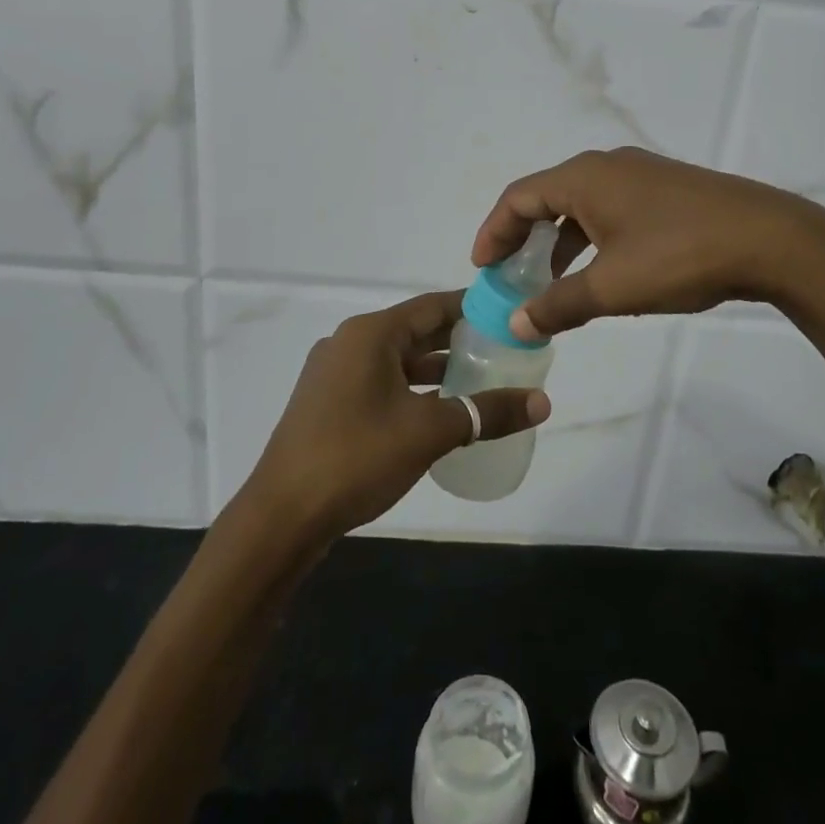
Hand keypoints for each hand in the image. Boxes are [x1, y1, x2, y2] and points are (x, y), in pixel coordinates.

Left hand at [246, 291, 550, 540]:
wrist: (282, 517)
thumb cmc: (357, 457)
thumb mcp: (430, 431)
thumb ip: (487, 412)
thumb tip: (543, 402)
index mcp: (370, 334)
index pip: (432, 306)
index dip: (472, 307)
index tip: (508, 313)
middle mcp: (349, 343)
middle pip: (415, 330)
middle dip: (458, 340)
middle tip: (503, 348)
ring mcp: (333, 374)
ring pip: (397, 360)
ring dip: (435, 368)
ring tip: (480, 379)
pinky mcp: (326, 404)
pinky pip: (379, 382)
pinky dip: (411, 388)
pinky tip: (437, 410)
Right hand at [472, 147, 824, 338]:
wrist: (770, 239)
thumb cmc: (679, 256)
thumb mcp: (612, 287)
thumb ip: (559, 304)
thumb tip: (517, 322)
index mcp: (584, 178)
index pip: (518, 197)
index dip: (494, 232)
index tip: (482, 269)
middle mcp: (608, 166)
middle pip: (547, 197)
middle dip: (523, 238)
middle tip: (510, 276)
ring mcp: (641, 175)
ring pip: (582, 206)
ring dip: (559, 242)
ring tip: (552, 283)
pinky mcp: (668, 190)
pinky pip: (612, 210)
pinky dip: (592, 239)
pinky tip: (603, 273)